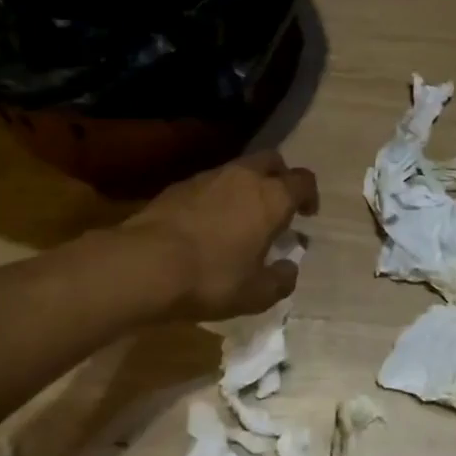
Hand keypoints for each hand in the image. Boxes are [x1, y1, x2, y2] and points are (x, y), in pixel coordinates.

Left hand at [119, 151, 319, 321]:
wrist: (145, 263)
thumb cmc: (211, 277)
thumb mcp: (255, 294)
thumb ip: (281, 280)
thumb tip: (290, 269)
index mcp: (272, 197)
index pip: (303, 180)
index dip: (310, 195)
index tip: (307, 214)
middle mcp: (244, 176)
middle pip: (272, 161)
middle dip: (280, 177)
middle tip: (277, 205)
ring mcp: (210, 176)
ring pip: (240, 168)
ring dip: (248, 186)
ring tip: (241, 216)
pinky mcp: (181, 184)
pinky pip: (211, 182)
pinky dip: (219, 195)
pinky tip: (209, 222)